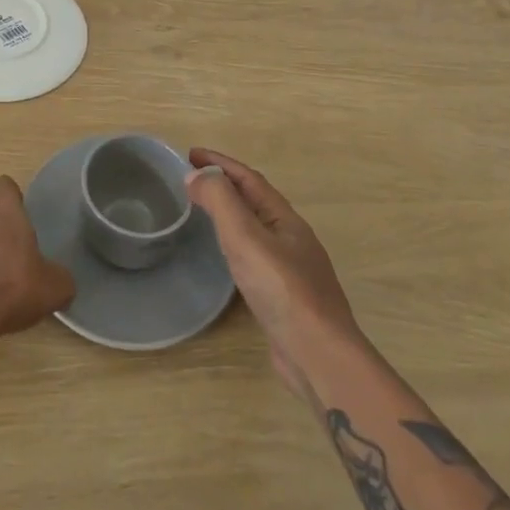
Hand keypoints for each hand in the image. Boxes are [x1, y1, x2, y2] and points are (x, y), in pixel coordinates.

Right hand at [187, 148, 357, 392]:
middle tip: (191, 180)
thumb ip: (220, 201)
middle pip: (255, 201)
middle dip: (225, 184)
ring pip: (256, 229)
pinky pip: (255, 256)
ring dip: (231, 214)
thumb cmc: (281, 289)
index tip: (190, 153)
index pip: (249, 179)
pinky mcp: (285, 298)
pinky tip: (226, 259)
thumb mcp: (245, 236)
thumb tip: (196, 176)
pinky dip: (235, 244)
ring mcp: (292, 269)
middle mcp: (291, 238)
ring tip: (203, 212)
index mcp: (285, 219)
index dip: (220, 162)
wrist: (318, 355)